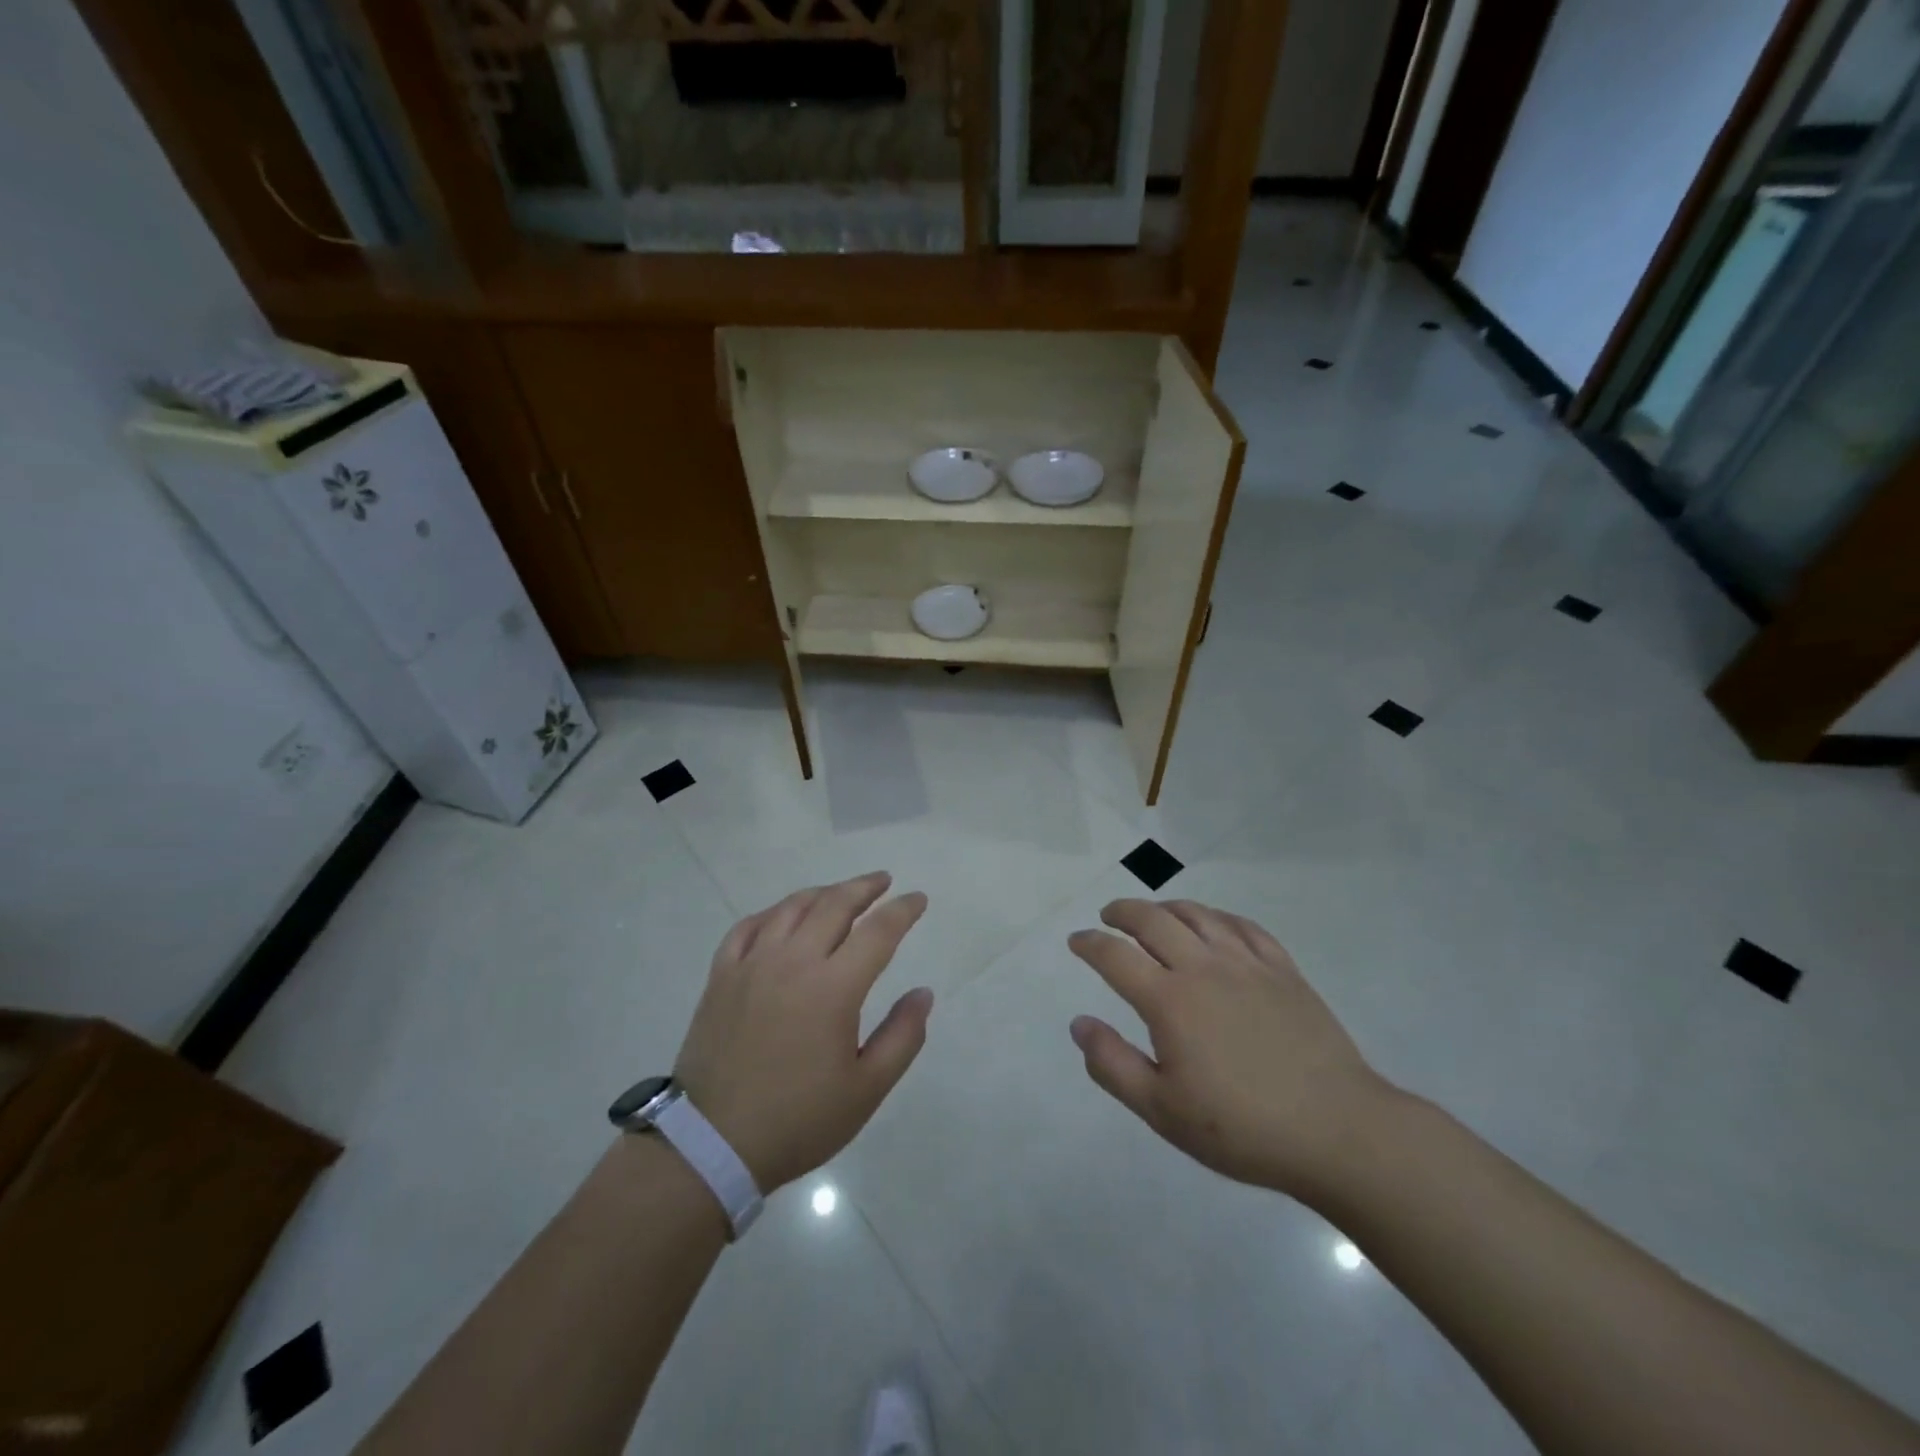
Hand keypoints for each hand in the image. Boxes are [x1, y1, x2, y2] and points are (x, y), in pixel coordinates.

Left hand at [673, 872, 931, 1193]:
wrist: (711, 1144)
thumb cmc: (798, 1120)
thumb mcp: (866, 1089)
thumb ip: (903, 1036)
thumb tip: (923, 993)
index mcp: (833, 988)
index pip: (878, 931)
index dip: (903, 910)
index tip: (918, 899)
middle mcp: (793, 961)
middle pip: (834, 905)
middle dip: (865, 887)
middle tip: (883, 881)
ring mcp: (752, 964)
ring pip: (792, 907)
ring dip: (823, 893)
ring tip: (840, 893)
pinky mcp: (722, 976)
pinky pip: (748, 926)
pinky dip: (773, 912)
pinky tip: (782, 916)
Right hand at [1068, 899, 1393, 1202]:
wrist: (1337, 1131)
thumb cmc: (1242, 1128)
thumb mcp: (1163, 1110)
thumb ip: (1113, 1064)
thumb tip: (1079, 1023)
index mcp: (1170, 1001)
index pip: (1115, 956)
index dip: (1090, 944)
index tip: (1076, 941)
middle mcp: (1204, 968)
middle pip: (1153, 920)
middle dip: (1123, 912)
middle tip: (1109, 916)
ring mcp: (1247, 964)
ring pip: (1198, 915)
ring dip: (1167, 907)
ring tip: (1154, 914)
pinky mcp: (1283, 970)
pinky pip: (1244, 926)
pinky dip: (1217, 916)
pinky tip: (1213, 924)